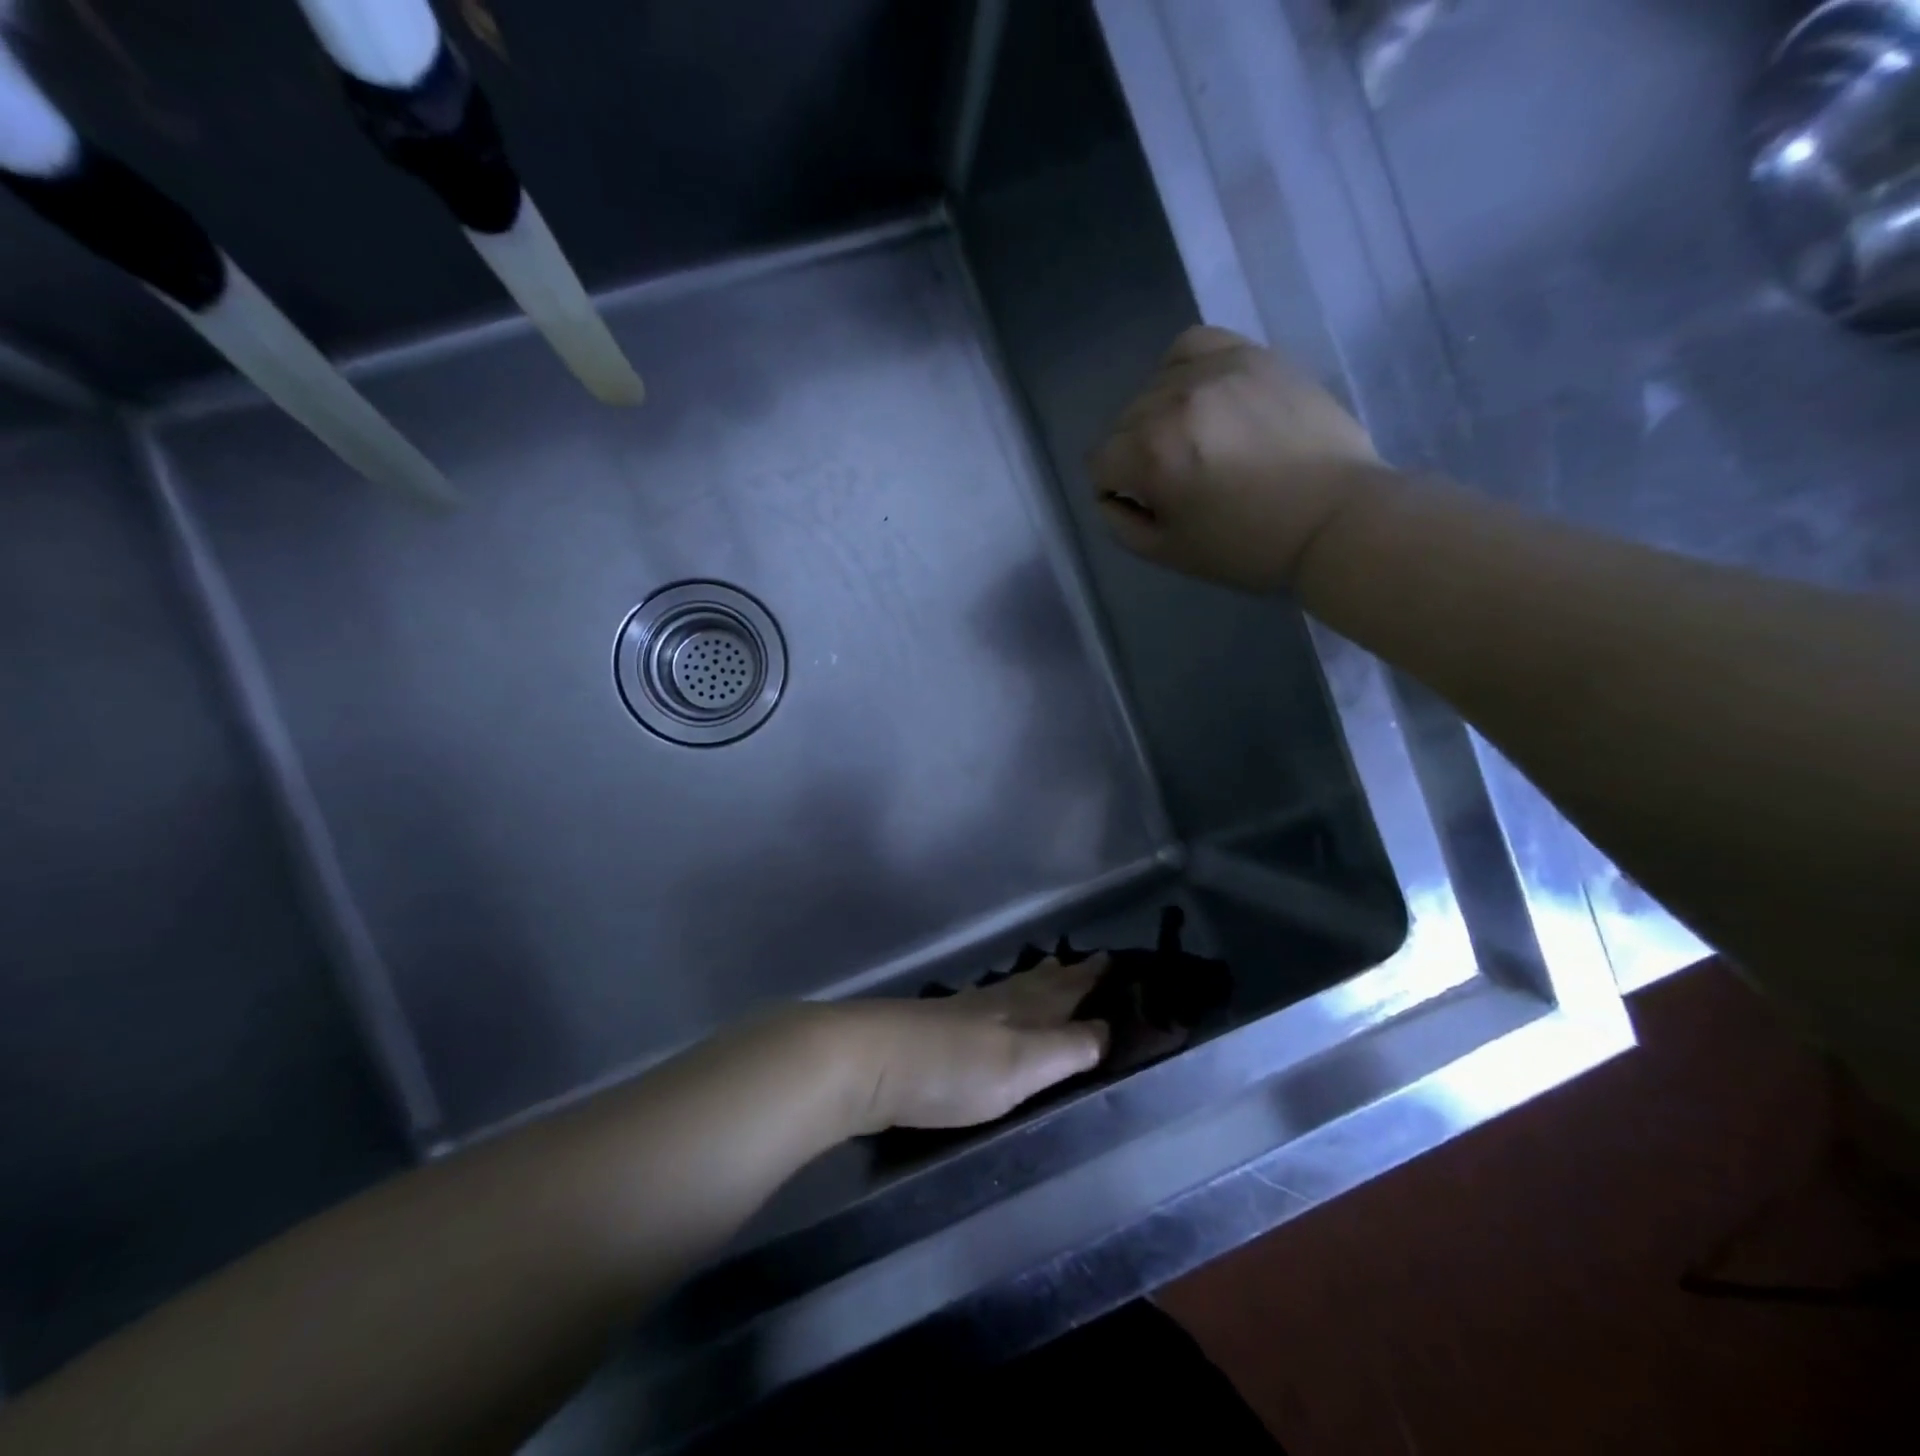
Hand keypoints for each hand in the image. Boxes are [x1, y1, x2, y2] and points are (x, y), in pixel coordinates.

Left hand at [831, 957, 1110, 1133]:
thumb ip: (1067, 1049)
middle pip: (1036, 984)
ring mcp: (959, 1014)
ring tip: (1046, 976)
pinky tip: (989, 1010)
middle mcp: (993, 1003)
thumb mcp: (1022, 1065)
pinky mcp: (932, 1031)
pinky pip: (984, 1005)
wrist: (866, 1063)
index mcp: (1020, 1009)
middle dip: (1064, 975)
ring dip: (1033, 984)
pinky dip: (1001, 1001)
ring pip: (1009, 990)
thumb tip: (1109, 1028)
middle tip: (1084, 961)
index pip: (1066, 988)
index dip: (1090, 977)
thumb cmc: (952, 1068)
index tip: (1113, 958)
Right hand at [1088, 325, 1391, 591]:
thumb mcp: (1168, 553)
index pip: (1100, 461)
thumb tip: (1109, 493)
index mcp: (1151, 454)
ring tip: (1193, 438)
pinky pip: (1193, 346)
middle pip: (1123, 423)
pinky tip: (1201, 395)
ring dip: (1160, 416)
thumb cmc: (1247, 547)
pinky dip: (1184, 370)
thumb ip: (1120, 523)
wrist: (1335, 519)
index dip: (1115, 489)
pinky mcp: (1252, 356)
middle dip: (1137, 455)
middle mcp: (1174, 401)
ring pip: (1153, 386)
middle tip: (1178, 480)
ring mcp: (1216, 371)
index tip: (1146, 505)